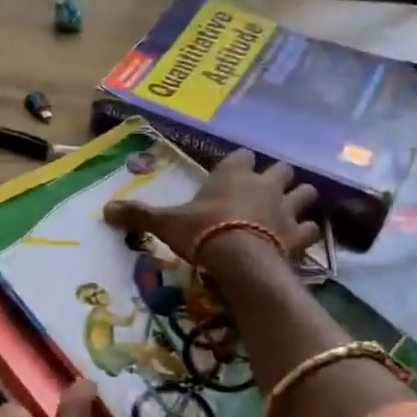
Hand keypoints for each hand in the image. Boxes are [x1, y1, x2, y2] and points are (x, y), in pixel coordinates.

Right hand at [103, 148, 319, 270]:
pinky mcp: (299, 235)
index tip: (233, 174)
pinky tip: (299, 241)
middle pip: (282, 169)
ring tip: (287, 213)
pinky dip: (308, 234)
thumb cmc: (202, 231)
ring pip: (306, 193)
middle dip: (277, 178)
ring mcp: (286, 209)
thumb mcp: (166, 223)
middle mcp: (264, 184)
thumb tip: (104, 210)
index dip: (240, 164)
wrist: (239, 260)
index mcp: (233, 173)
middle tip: (264, 193)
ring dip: (299, 200)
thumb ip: (139, 215)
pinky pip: (312, 229)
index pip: (243, 156)